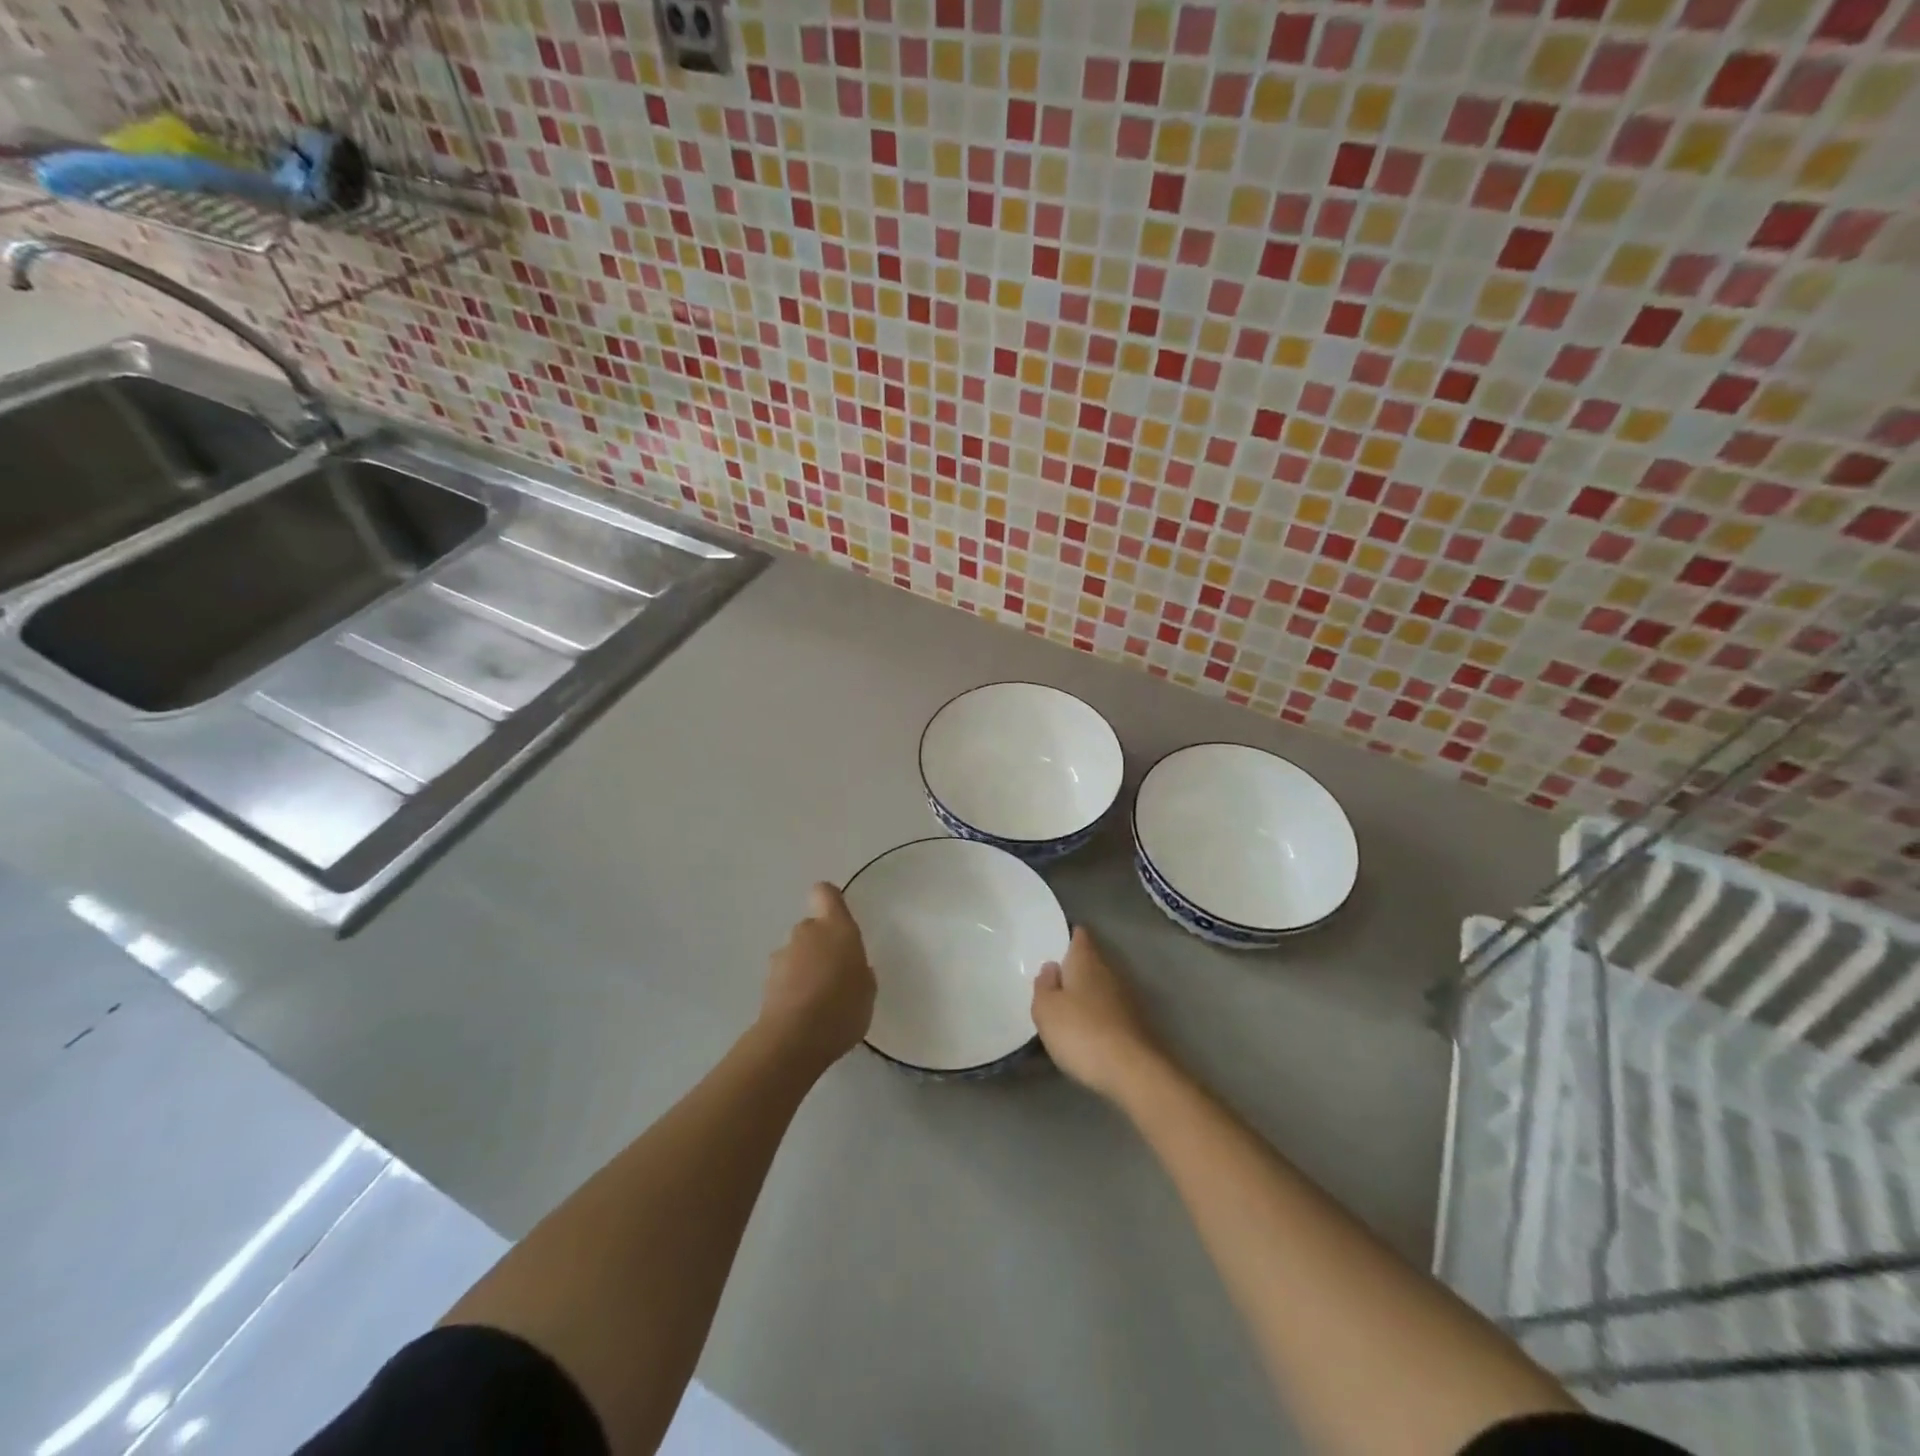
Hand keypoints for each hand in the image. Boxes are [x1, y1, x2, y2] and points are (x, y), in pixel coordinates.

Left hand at [760, 882, 875, 1069]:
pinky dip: (792, 989)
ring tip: (819, 1000)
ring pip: (797, 953)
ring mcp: (782, 956)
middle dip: (821, 945)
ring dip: (805, 968)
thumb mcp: (867, 989)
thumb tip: (849, 968)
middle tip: (836, 974)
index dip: (830, 900)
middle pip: (812, 927)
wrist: (795, 1039)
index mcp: (836, 927)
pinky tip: (804, 1014)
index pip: (825, 893)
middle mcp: (806, 933)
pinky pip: (785, 977)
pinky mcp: (766, 982)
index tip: (838, 917)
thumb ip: (859, 970)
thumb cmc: (843, 1006)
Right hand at [1031, 927, 1163, 1099]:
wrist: (1133, 1071)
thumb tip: (1051, 967)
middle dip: (1073, 968)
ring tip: (1064, 1008)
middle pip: (1090, 960)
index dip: (1067, 935)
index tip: (1052, 944)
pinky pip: (1109, 1009)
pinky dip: (1097, 1015)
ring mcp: (1126, 997)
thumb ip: (1044, 985)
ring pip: (1100, 986)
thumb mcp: (1046, 1010)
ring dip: (1085, 993)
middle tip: (1051, 981)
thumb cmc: (1081, 1032)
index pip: (1079, 935)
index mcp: (1086, 960)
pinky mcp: (1135, 1023)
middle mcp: (1110, 971)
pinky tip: (1084, 1031)